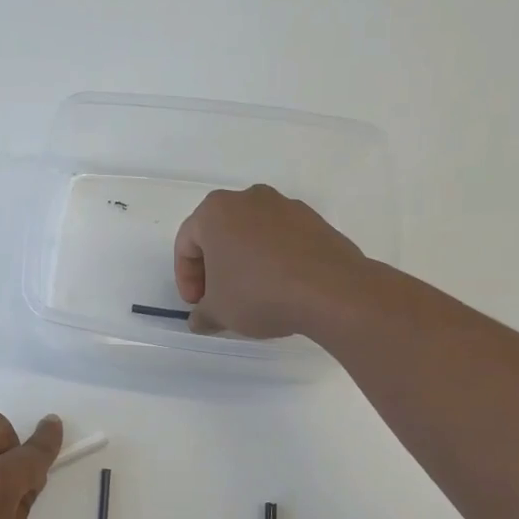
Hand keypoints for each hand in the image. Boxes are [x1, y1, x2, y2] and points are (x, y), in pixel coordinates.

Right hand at [174, 184, 367, 337]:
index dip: (186, 278)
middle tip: (218, 298)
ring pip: (251, 235)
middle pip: (219, 234)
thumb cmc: (259, 293)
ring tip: (251, 295)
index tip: (197, 304)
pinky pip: (281, 240)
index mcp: (215, 211)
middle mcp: (249, 199)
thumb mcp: (218, 311)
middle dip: (214, 268)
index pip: (186, 244)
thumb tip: (201, 319)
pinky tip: (280, 288)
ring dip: (244, 262)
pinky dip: (273, 260)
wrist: (331, 291)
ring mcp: (285, 206)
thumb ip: (202, 314)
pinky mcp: (314, 220)